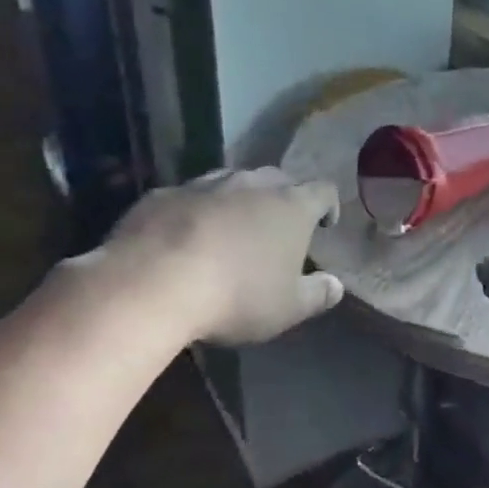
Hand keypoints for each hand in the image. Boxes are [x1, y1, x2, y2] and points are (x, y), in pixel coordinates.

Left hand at [72, 167, 343, 345]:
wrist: (152, 284)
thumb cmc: (236, 296)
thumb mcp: (288, 308)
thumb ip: (318, 294)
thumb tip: (336, 285)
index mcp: (291, 206)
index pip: (323, 190)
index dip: (327, 206)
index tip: (324, 226)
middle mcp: (251, 184)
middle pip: (277, 179)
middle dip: (283, 199)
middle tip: (278, 228)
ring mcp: (204, 184)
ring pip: (231, 182)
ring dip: (238, 201)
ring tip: (231, 231)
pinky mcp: (162, 194)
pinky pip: (189, 197)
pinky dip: (195, 212)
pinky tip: (185, 240)